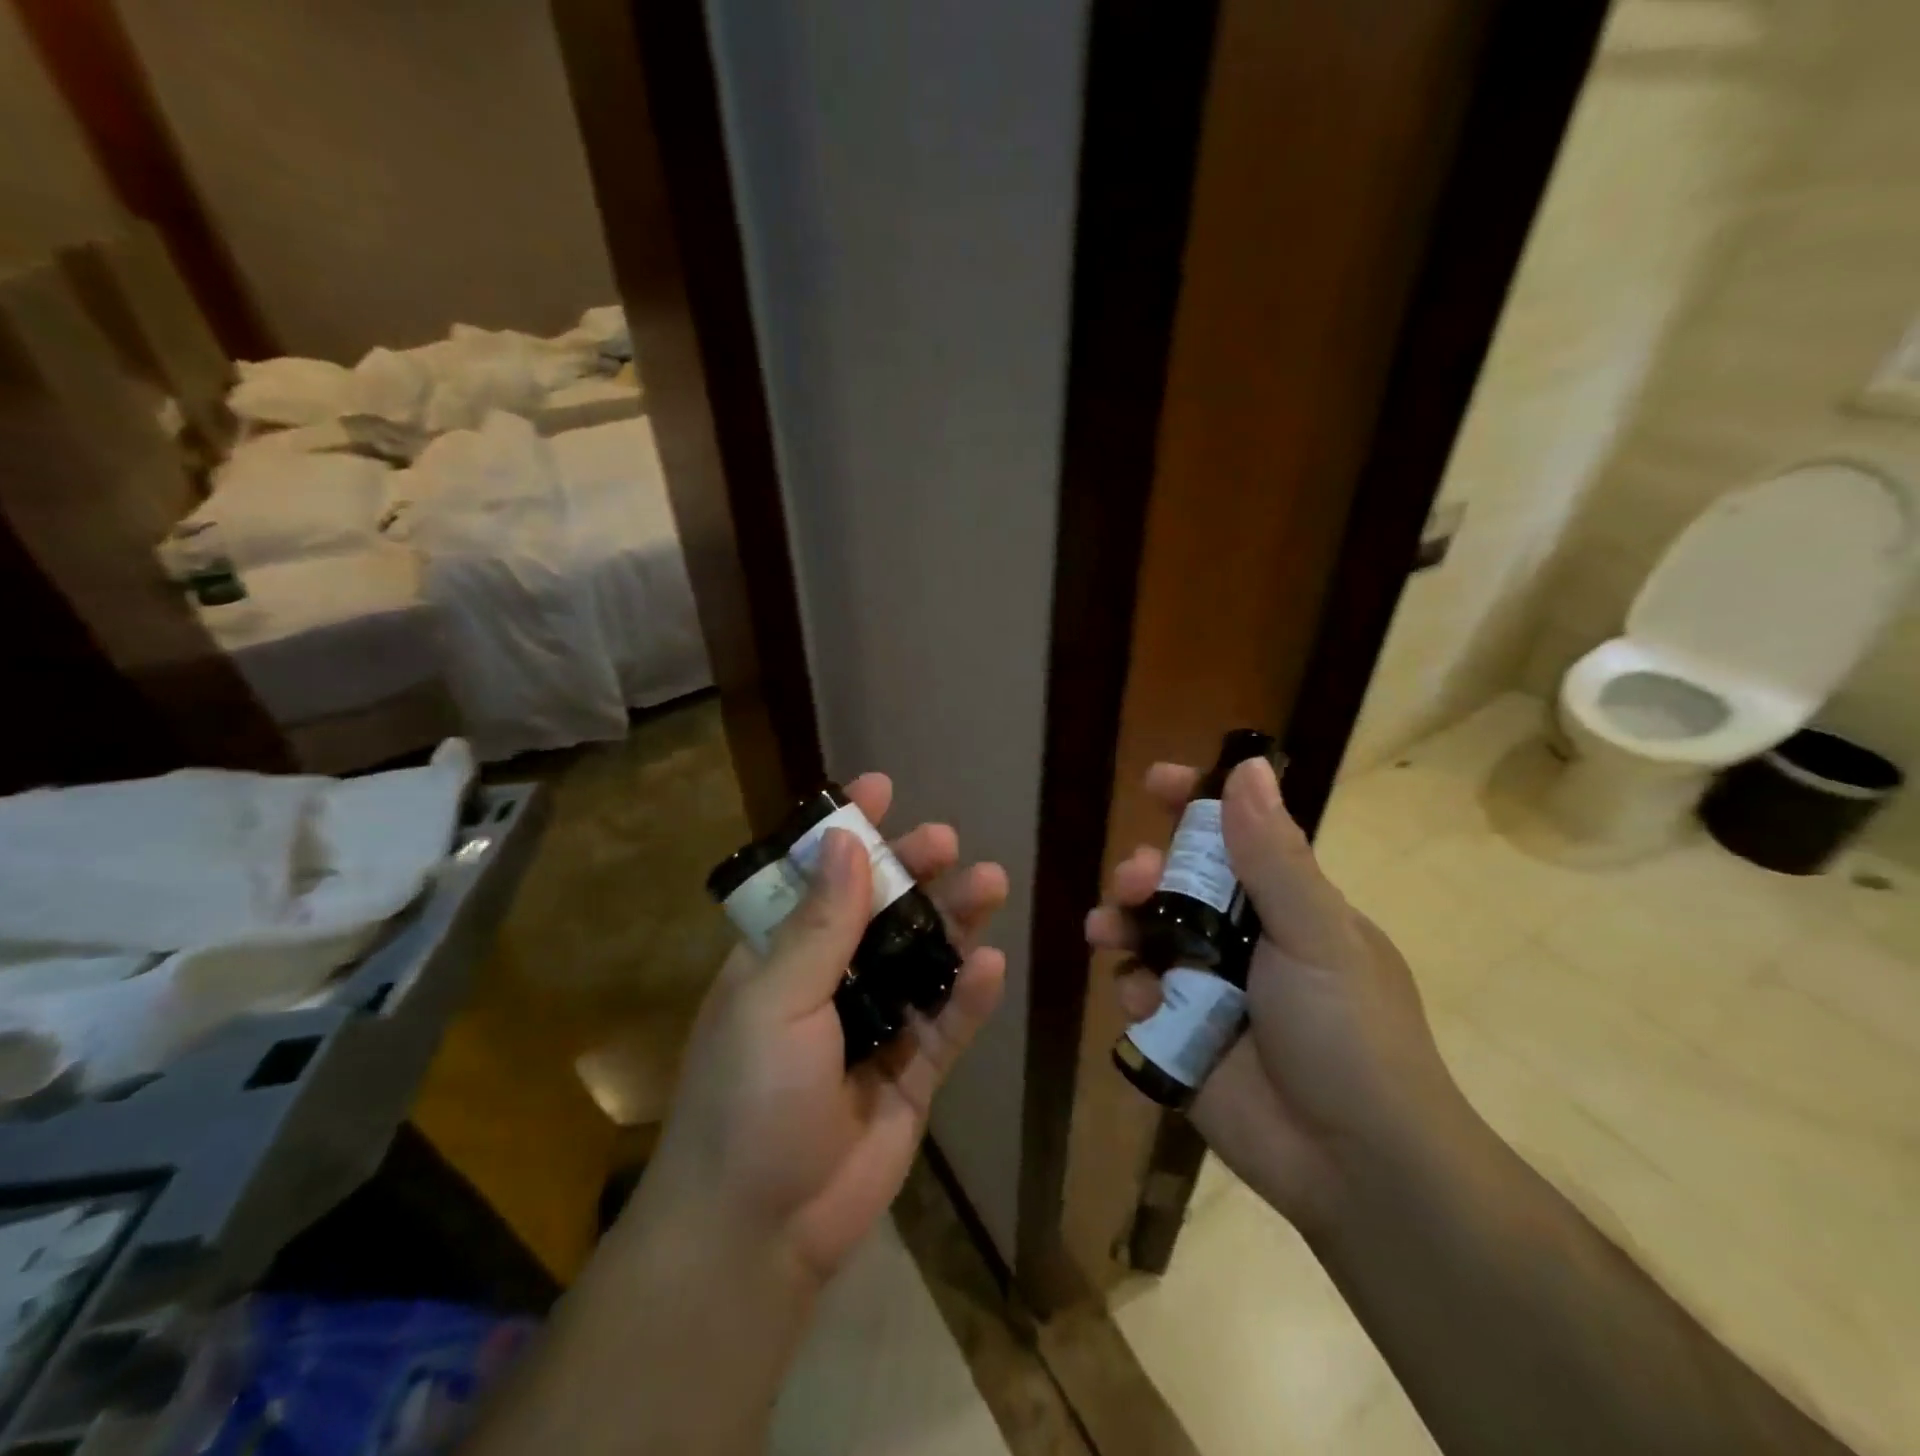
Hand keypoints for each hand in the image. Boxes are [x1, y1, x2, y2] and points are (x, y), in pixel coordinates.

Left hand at [635, 774, 1007, 1283]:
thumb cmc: (748, 1101)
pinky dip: (968, 996)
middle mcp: (828, 983)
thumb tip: (847, 841)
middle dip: (913, 871)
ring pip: (923, 960)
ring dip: (954, 923)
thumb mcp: (774, 1003)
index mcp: (781, 958)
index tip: (881, 788)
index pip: (816, 878)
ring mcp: (874, 1027)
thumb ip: (818, 926)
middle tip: (946, 842)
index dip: (846, 832)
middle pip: (880, 912)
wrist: (759, 1233)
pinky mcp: (911, 1073)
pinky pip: (946, 1024)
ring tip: (989, 883)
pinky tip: (993, 965)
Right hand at [1086, 757, 1461, 1231]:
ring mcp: (1210, 988)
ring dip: (1121, 922)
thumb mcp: (1317, 933)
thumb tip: (1247, 765)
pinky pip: (1140, 994)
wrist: (1357, 1165)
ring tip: (1104, 928)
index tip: (1154, 782)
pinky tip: (1140, 1000)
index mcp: (1285, 905)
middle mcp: (1244, 939)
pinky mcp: (1182, 1034)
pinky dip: (1132, 989)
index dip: (1194, 804)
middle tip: (1132, 880)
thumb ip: (1273, 854)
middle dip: (1145, 872)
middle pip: (1177, 883)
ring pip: (1147, 935)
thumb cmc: (1348, 1033)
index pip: (1234, 836)